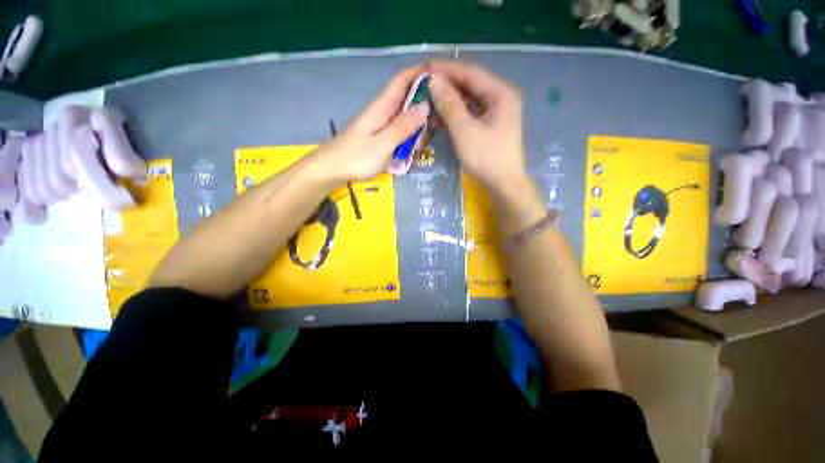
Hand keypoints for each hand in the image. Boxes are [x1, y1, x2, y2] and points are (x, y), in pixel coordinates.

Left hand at [314, 66, 429, 183]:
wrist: (331, 171)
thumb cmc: (355, 158)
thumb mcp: (382, 144)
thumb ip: (403, 127)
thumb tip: (425, 107)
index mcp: (381, 107)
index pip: (402, 81)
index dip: (420, 73)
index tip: (442, 76)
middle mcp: (383, 113)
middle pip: (408, 101)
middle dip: (425, 109)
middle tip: (440, 124)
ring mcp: (382, 127)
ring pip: (406, 120)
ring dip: (417, 131)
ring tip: (420, 146)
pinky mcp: (380, 140)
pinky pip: (400, 135)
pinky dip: (409, 142)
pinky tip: (411, 154)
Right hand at [427, 61, 527, 196]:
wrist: (503, 184)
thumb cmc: (486, 158)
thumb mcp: (465, 131)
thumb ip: (449, 104)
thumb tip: (433, 80)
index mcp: (500, 93)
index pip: (470, 73)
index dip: (447, 69)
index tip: (425, 67)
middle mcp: (501, 97)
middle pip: (471, 84)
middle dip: (447, 84)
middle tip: (424, 83)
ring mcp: (497, 112)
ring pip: (470, 98)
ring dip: (450, 99)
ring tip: (429, 98)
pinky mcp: (491, 124)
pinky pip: (471, 112)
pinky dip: (456, 112)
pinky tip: (442, 115)